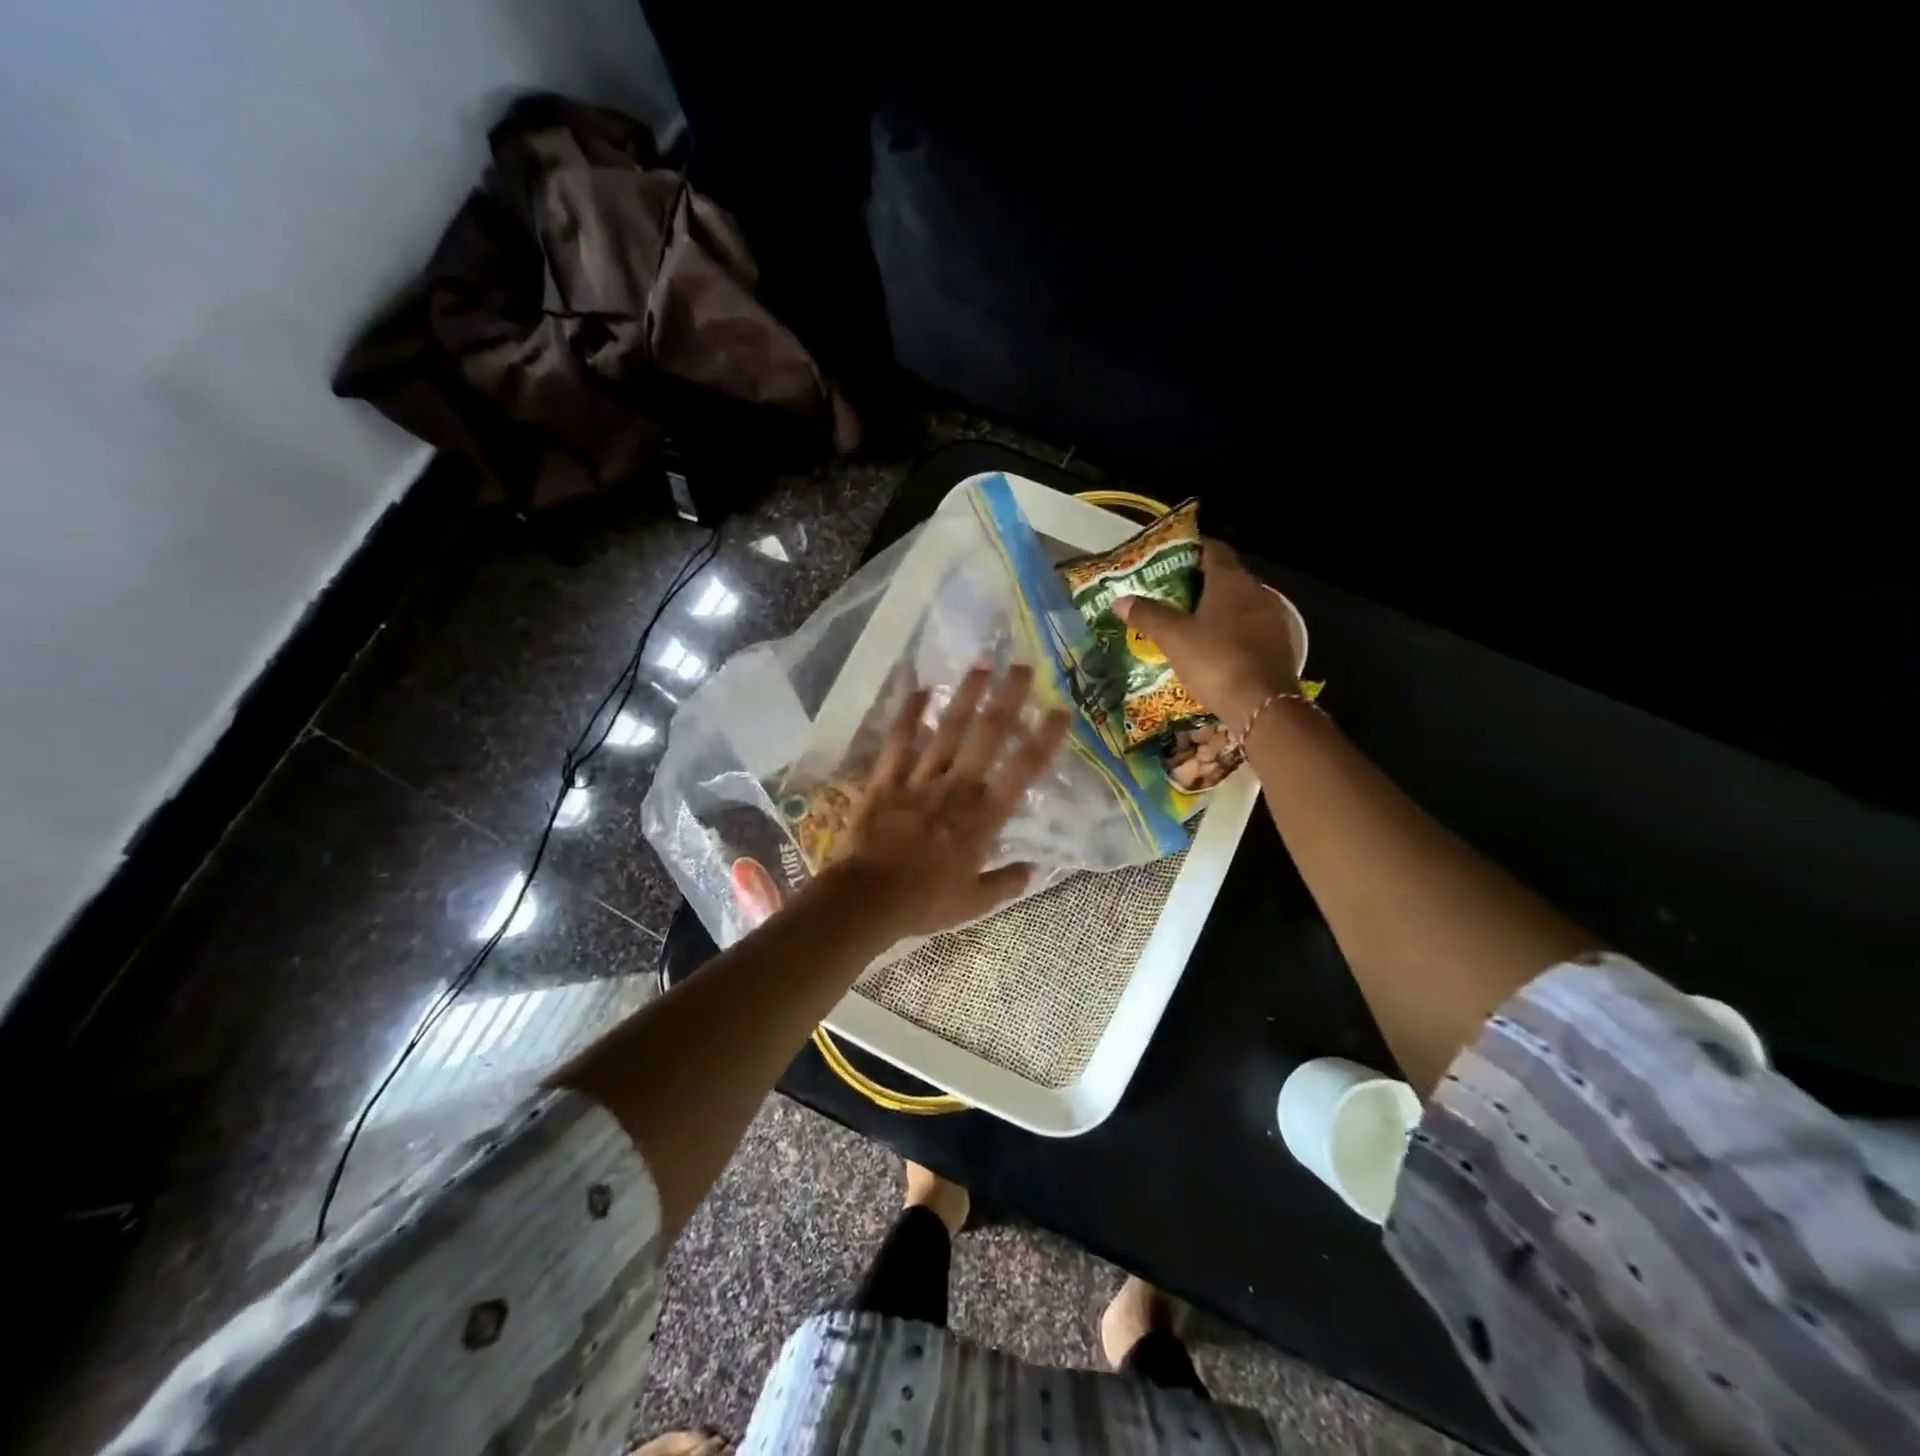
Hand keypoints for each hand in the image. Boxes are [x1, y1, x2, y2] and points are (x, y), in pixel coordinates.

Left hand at [821, 664, 1070, 940]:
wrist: (869, 899)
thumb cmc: (925, 903)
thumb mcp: (974, 903)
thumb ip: (1006, 883)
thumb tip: (1033, 870)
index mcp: (983, 816)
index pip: (1023, 770)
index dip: (1044, 738)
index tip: (1060, 710)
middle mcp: (957, 788)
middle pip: (988, 735)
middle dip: (1008, 698)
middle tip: (1022, 664)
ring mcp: (920, 779)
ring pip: (948, 729)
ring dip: (966, 694)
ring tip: (982, 662)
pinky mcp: (887, 780)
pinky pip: (900, 741)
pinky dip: (908, 714)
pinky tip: (920, 688)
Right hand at [1115, 540, 1300, 730]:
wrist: (1262, 705)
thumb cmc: (1215, 660)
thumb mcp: (1173, 638)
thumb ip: (1148, 615)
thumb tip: (1120, 599)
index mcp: (1231, 581)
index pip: (1213, 550)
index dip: (1191, 550)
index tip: (1170, 558)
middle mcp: (1257, 593)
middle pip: (1226, 578)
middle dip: (1200, 583)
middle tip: (1170, 594)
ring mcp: (1272, 620)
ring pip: (1239, 605)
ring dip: (1216, 610)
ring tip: (1187, 623)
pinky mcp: (1278, 646)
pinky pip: (1249, 629)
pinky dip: (1229, 632)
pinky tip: (1212, 648)